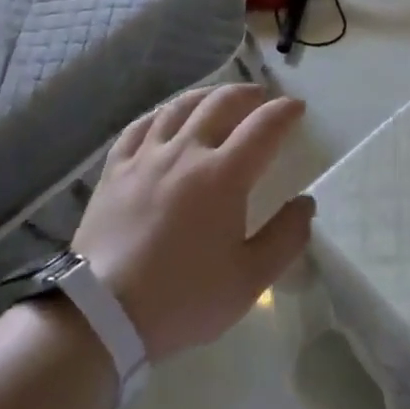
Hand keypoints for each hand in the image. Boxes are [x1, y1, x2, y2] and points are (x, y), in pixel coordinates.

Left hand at [73, 83, 313, 361]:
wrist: (103, 313)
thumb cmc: (184, 297)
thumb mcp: (250, 280)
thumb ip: (286, 237)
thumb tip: (306, 203)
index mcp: (224, 176)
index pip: (264, 127)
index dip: (285, 112)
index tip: (297, 108)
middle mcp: (187, 152)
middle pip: (221, 104)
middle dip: (248, 94)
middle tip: (262, 98)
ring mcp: (146, 157)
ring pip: (180, 107)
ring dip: (207, 95)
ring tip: (220, 97)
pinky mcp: (115, 169)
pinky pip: (140, 126)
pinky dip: (161, 113)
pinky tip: (166, 116)